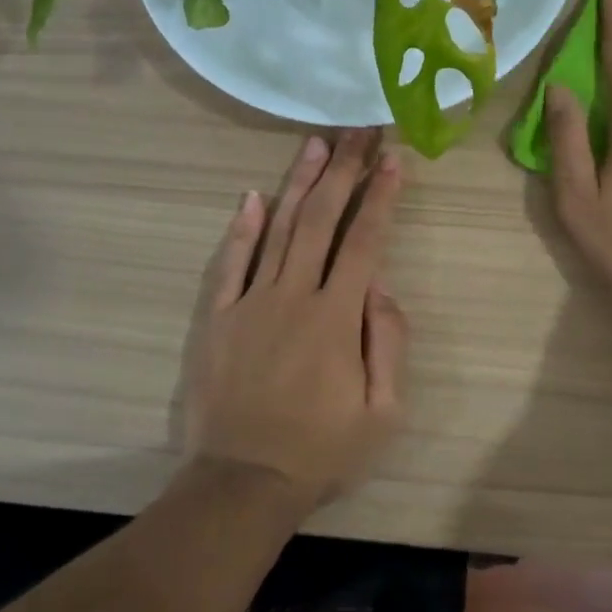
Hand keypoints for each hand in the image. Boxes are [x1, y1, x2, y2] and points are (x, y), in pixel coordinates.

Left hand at [183, 131, 408, 511]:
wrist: (244, 481)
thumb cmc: (322, 451)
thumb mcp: (383, 411)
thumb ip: (388, 341)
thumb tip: (380, 286)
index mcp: (337, 317)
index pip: (365, 241)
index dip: (381, 196)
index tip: (393, 158)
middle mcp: (293, 296)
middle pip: (321, 220)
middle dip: (343, 170)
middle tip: (358, 130)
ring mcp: (250, 303)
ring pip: (278, 229)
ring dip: (299, 183)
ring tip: (316, 143)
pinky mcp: (218, 318)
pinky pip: (230, 263)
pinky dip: (242, 228)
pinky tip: (253, 197)